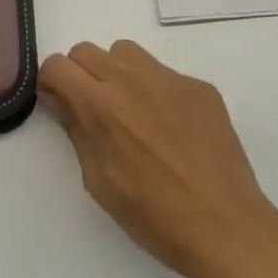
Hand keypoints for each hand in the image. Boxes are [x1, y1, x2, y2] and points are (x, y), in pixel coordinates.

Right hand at [40, 40, 277, 277]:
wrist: (225, 226)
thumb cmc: (153, 215)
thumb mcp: (99, 180)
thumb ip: (77, 130)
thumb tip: (61, 100)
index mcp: (101, 106)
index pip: (57, 65)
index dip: (51, 83)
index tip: (60, 104)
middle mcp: (132, 80)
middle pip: (87, 51)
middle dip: (80, 75)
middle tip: (91, 109)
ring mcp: (170, 79)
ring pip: (125, 52)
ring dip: (115, 72)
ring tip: (129, 110)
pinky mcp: (199, 86)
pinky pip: (163, 73)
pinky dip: (154, 89)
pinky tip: (169, 127)